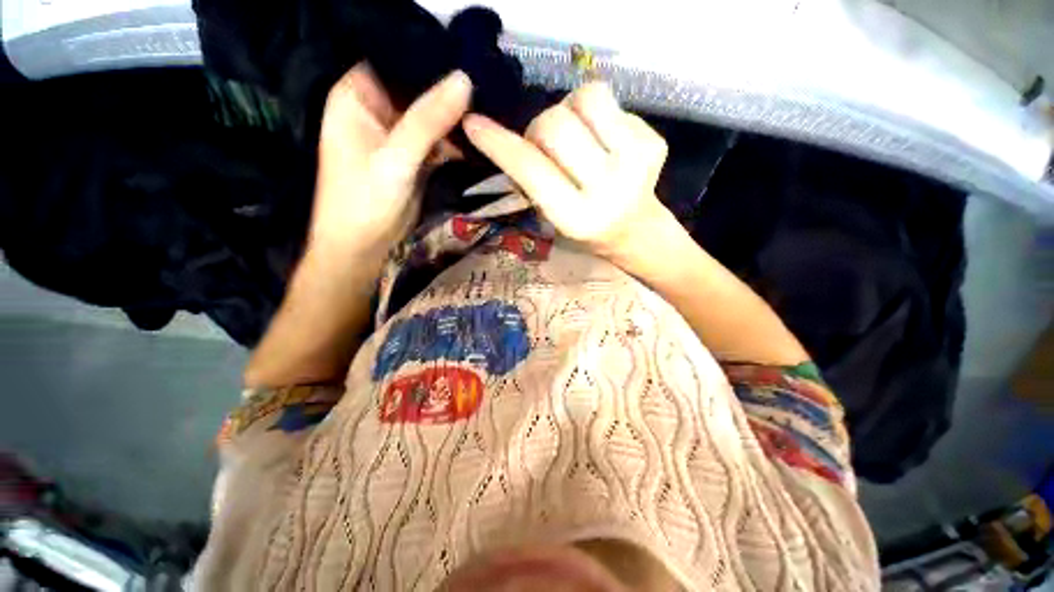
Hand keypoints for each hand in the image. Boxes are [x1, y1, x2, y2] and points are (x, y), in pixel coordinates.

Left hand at [311, 64, 472, 254]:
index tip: (468, 51)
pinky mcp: (414, 156)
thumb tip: (465, 79)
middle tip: (488, 81)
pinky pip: (438, 139)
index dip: (430, 55)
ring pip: (431, 114)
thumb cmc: (364, 201)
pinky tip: (478, 135)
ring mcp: (398, 133)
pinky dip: (456, 140)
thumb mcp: (396, 158)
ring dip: (456, 116)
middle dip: (449, 89)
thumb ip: (428, 120)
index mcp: (358, 95)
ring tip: (490, 106)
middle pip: (418, 87)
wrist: (364, 246)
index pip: (396, 58)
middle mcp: (377, 108)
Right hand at [462, 82, 669, 259]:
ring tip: (577, 135)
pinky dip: (597, 116)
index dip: (500, 144)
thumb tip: (511, 139)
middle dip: (540, 128)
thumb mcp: (552, 218)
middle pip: (556, 124)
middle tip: (546, 145)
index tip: (474, 124)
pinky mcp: (655, 142)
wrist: (635, 229)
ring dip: (571, 110)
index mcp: (577, 217)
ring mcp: (636, 163)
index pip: (532, 170)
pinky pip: (612, 102)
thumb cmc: (586, 228)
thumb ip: (531, 182)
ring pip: (588, 97)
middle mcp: (608, 190)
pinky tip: (604, 141)